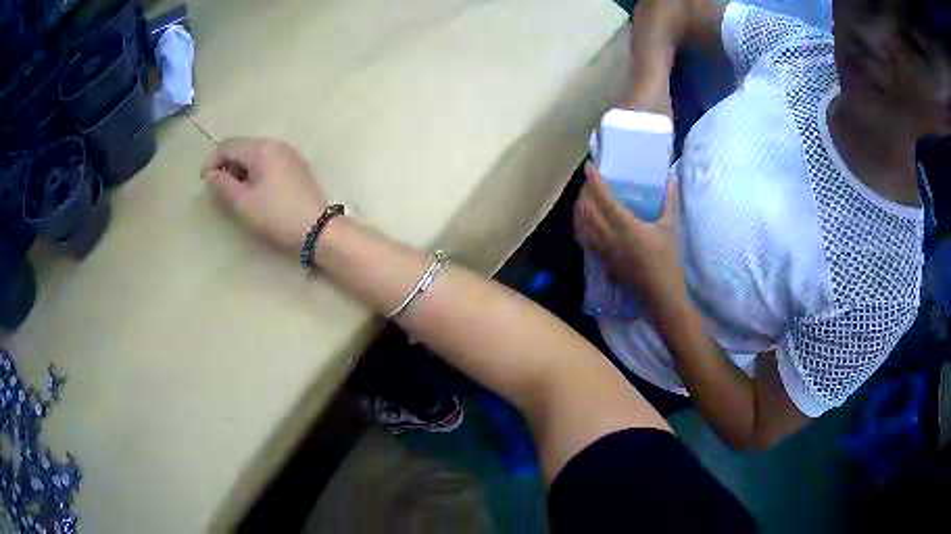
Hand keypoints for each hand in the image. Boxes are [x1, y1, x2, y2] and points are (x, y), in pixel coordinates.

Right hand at [203, 138, 326, 251]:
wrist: (318, 227)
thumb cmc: (276, 214)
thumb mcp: (243, 202)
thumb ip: (223, 185)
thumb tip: (211, 174)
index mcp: (261, 148)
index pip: (228, 145)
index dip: (212, 161)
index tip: (205, 182)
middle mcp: (276, 144)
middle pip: (242, 147)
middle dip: (227, 165)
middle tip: (220, 190)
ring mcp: (289, 154)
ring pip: (256, 154)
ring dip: (241, 169)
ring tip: (237, 193)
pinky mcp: (297, 166)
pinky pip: (269, 162)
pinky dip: (256, 172)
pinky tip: (257, 191)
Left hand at [573, 161, 686, 317]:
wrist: (661, 297)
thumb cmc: (668, 262)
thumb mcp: (671, 228)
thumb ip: (670, 201)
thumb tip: (670, 179)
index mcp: (626, 227)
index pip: (603, 198)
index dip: (593, 180)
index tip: (589, 165)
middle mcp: (609, 237)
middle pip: (587, 209)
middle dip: (584, 191)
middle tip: (590, 179)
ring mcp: (603, 250)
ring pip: (581, 224)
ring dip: (580, 207)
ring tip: (585, 196)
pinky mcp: (602, 261)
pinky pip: (584, 238)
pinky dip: (580, 224)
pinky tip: (585, 219)